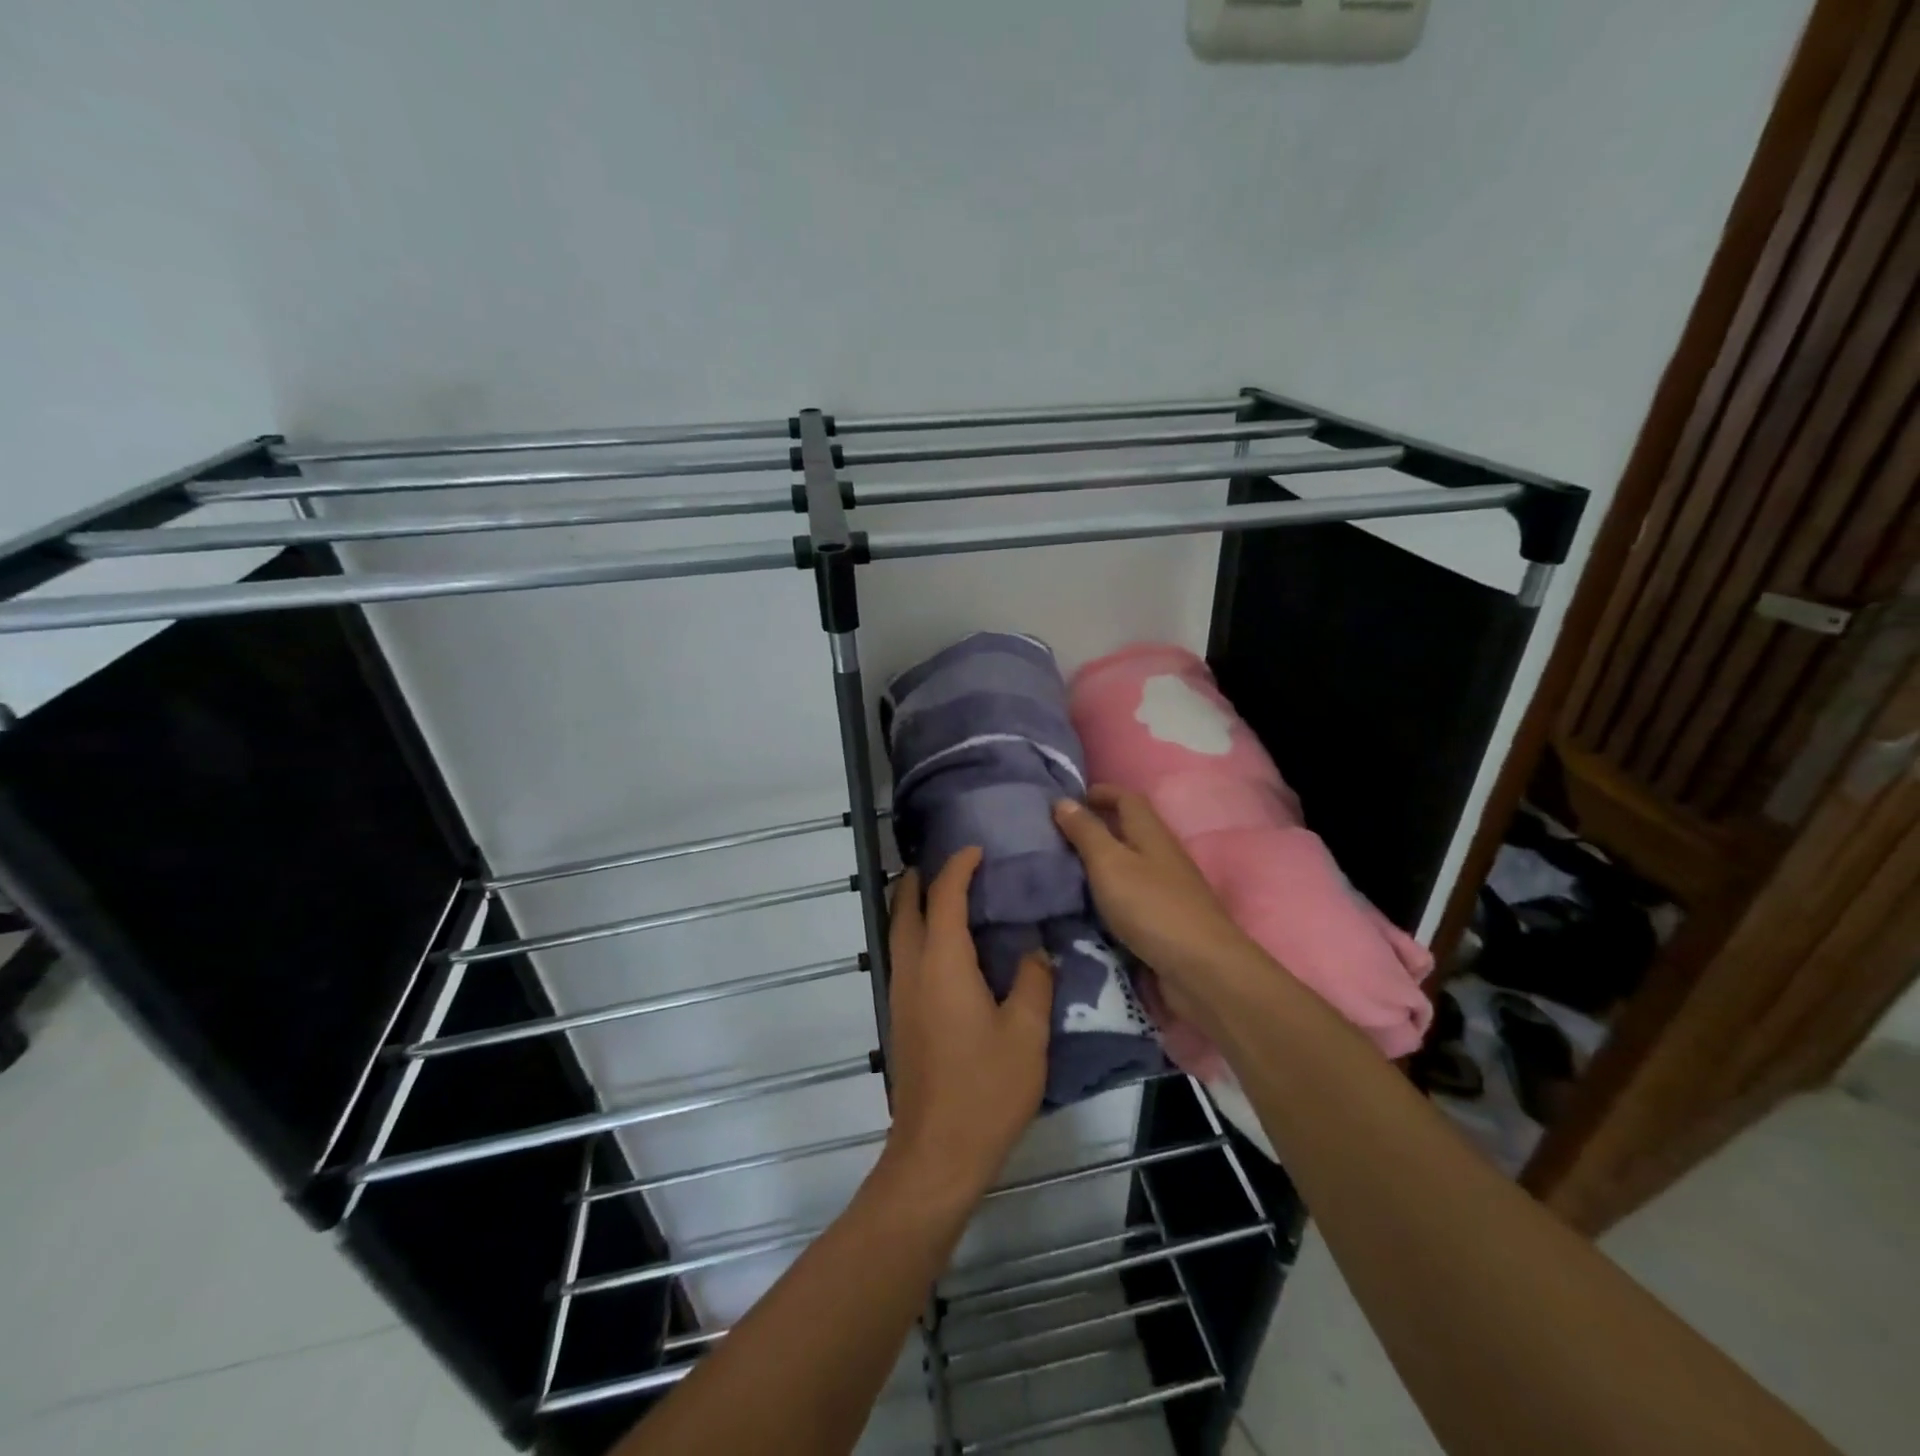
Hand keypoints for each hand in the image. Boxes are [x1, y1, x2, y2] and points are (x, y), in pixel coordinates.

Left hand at [883, 848, 1052, 1205]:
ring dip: (913, 905)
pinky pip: (904, 956)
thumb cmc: (986, 1088)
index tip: (977, 849)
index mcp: (943, 963)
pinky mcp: (901, 1017)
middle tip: (948, 863)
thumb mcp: (1027, 1033)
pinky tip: (946, 949)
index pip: (945, 897)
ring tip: (944, 896)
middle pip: (905, 908)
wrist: (937, 1152)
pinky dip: (917, 934)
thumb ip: (1034, 982)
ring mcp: (901, 994)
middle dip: (918, 879)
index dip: (959, 867)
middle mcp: (913, 969)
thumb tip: (1036, 950)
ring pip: (899, 933)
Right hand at [1052, 787, 1261, 1013]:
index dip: (1100, 793)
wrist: (1201, 969)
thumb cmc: (1151, 907)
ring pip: (1129, 863)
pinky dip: (1108, 892)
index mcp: (1151, 833)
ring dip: (1100, 862)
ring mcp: (1167, 889)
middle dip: (1096, 827)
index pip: (1126, 799)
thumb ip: (1086, 832)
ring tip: (1063, 869)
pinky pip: (1130, 895)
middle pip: (1129, 830)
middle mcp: (1162, 855)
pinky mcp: (1164, 920)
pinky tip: (1087, 904)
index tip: (1068, 799)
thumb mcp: (1110, 863)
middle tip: (1056, 835)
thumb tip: (1062, 800)